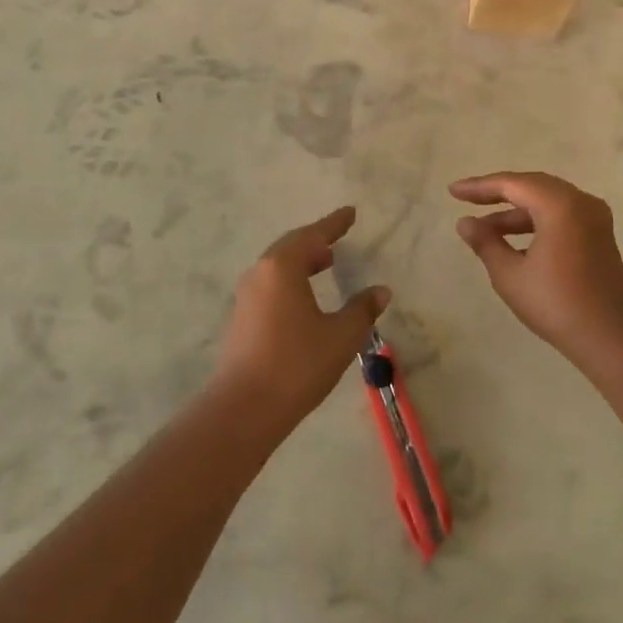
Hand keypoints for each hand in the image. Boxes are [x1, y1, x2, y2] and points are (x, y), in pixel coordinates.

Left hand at [213, 205, 389, 429]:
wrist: (243, 409)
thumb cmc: (296, 365)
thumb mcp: (340, 336)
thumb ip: (362, 309)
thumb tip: (380, 290)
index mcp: (282, 267)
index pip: (312, 235)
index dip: (334, 224)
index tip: (349, 212)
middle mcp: (260, 273)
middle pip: (290, 247)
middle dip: (315, 241)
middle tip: (337, 239)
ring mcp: (246, 296)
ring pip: (277, 267)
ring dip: (301, 261)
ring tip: (325, 265)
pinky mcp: (241, 319)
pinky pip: (270, 285)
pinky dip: (290, 281)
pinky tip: (304, 298)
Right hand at [450, 172, 622, 368]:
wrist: (611, 337)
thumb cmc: (556, 304)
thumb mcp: (510, 274)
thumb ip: (486, 242)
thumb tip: (465, 223)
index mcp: (559, 204)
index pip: (512, 184)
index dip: (479, 187)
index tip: (453, 192)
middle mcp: (580, 201)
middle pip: (531, 186)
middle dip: (497, 193)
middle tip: (466, 200)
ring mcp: (594, 217)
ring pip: (547, 200)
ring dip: (515, 212)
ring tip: (484, 228)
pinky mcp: (599, 234)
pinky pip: (561, 214)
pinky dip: (535, 221)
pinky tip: (514, 240)